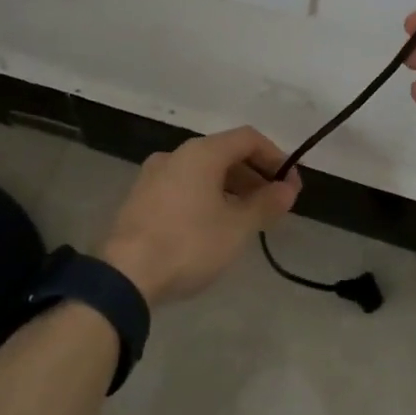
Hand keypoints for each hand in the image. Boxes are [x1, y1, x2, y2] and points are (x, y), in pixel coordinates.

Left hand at [98, 127, 300, 305]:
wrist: (124, 276)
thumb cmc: (188, 244)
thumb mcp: (236, 228)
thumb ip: (266, 204)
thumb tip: (288, 189)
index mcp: (201, 152)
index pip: (248, 138)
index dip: (276, 158)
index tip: (291, 185)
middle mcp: (176, 154)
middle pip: (225, 153)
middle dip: (254, 174)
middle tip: (274, 203)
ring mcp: (154, 175)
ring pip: (203, 171)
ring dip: (231, 187)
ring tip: (248, 217)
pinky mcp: (141, 198)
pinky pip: (184, 186)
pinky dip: (207, 196)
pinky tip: (214, 224)